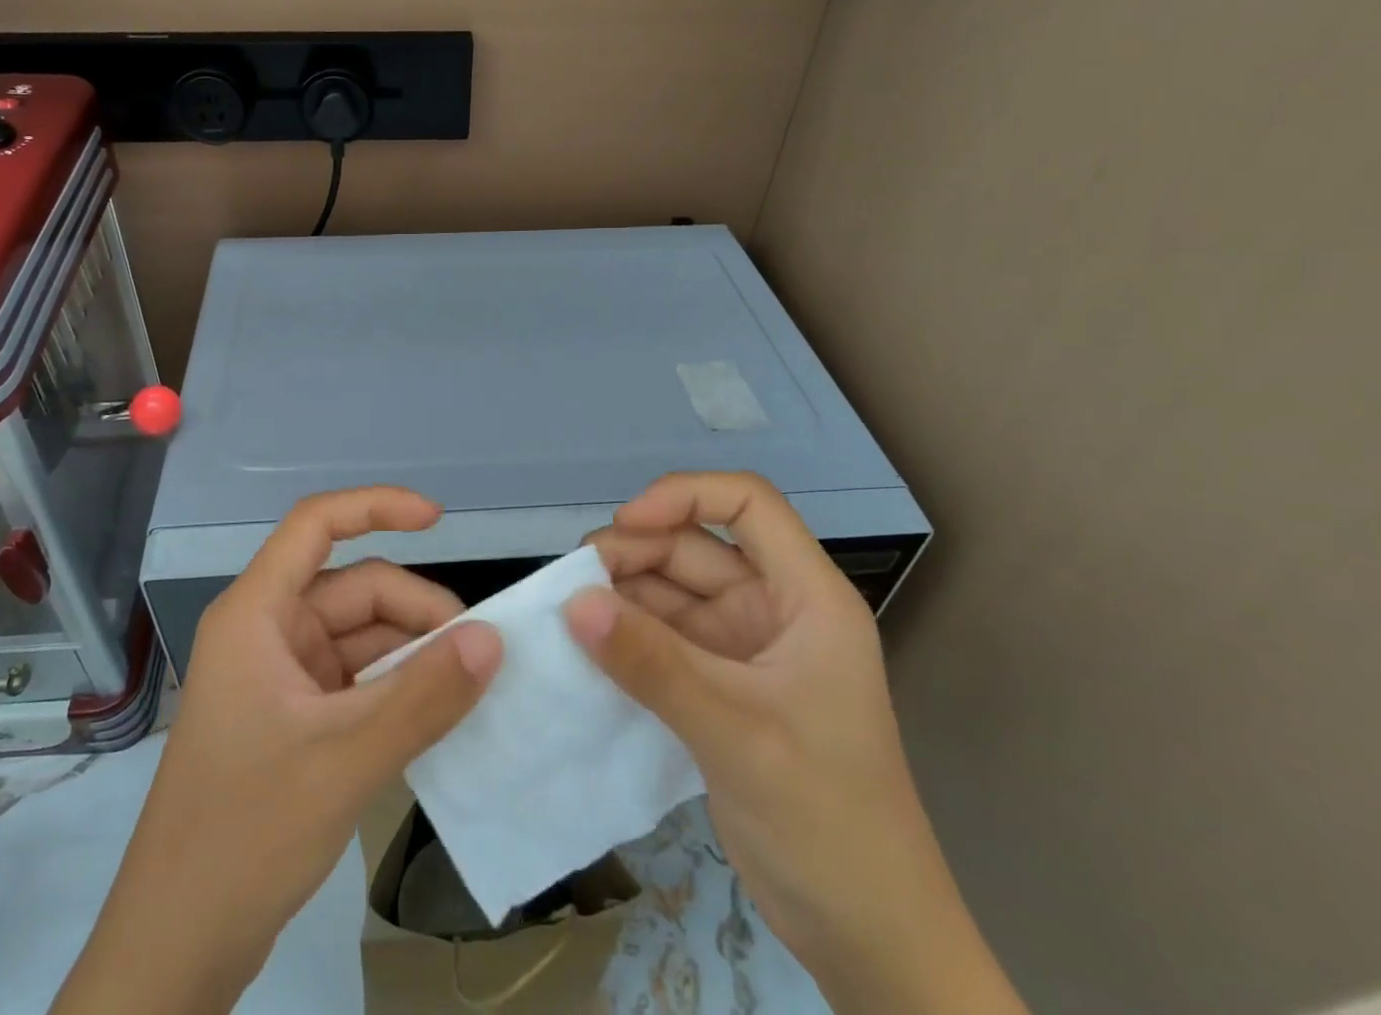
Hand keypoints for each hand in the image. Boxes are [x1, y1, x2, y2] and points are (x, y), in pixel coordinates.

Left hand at [57, 487, 503, 1014]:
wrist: (175, 949)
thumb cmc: (244, 836)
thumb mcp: (345, 760)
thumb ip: (423, 697)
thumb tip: (492, 639)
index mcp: (256, 613)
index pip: (315, 524)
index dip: (376, 506)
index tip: (439, 519)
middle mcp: (266, 630)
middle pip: (352, 588)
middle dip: (415, 612)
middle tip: (478, 654)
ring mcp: (278, 676)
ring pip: (359, 636)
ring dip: (411, 653)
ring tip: (467, 686)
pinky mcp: (290, 717)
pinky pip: (354, 679)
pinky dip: (395, 687)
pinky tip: (435, 713)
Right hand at [563, 473, 1023, 1014]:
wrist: (868, 940)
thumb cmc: (827, 820)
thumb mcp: (736, 732)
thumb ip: (652, 663)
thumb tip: (574, 602)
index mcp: (807, 596)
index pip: (747, 503)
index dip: (684, 496)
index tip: (625, 524)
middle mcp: (774, 608)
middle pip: (695, 546)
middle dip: (635, 553)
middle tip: (574, 583)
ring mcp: (744, 648)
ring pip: (671, 592)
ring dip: (622, 596)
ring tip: (569, 614)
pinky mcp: (719, 686)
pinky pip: (662, 639)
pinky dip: (625, 637)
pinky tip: (586, 648)